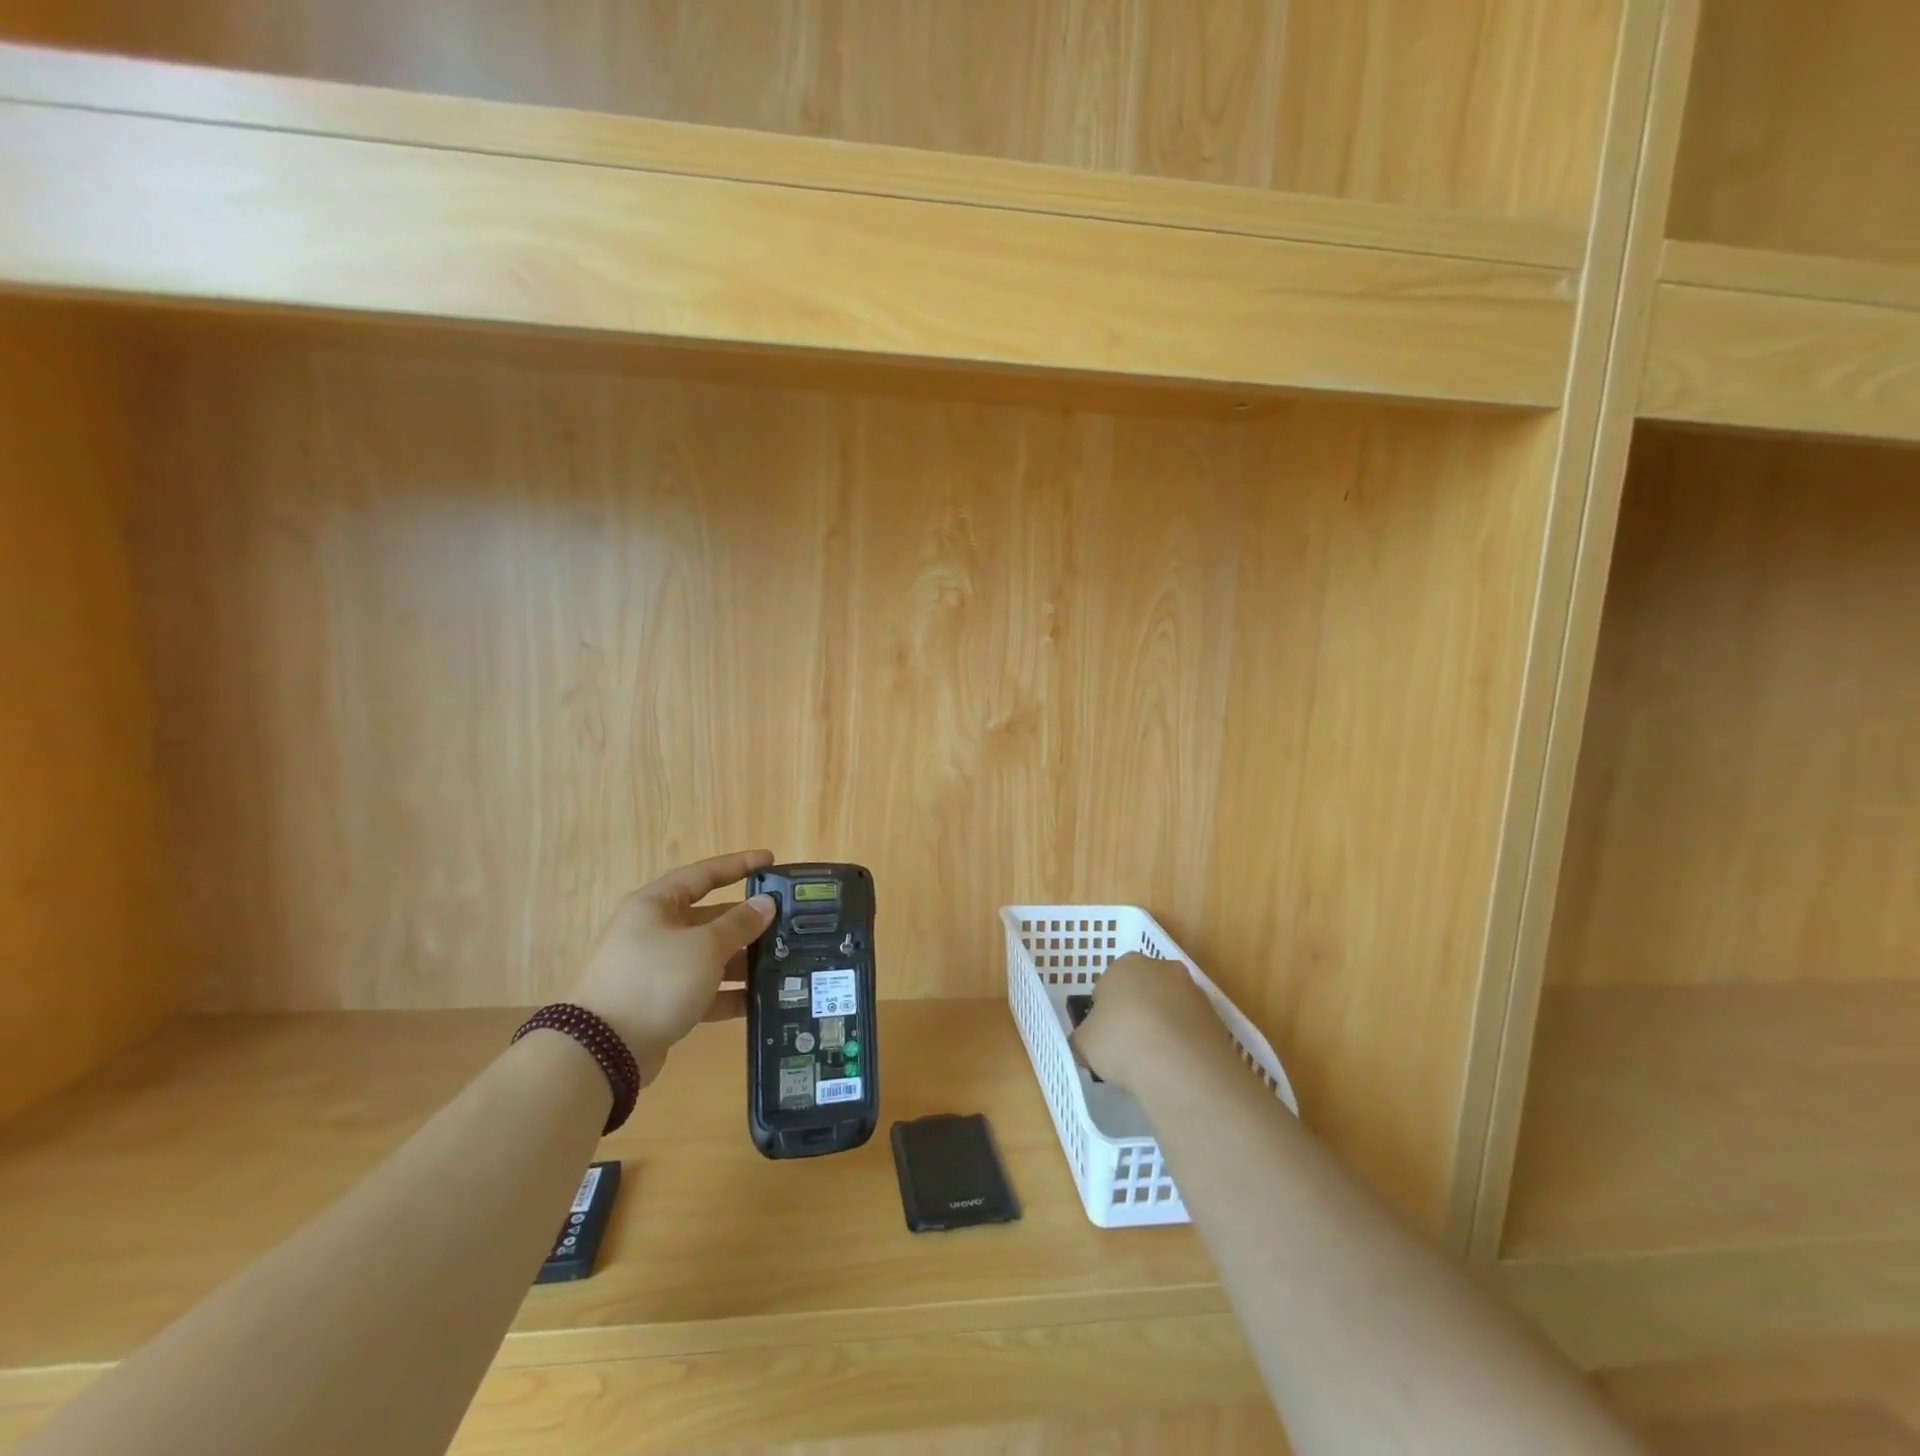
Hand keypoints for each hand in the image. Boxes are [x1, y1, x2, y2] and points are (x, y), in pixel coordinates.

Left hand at [568, 850, 777, 1084]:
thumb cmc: (654, 981)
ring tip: (782, 963)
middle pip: (709, 917)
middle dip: (747, 921)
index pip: (704, 874)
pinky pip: (703, 991)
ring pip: (709, 956)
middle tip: (786, 923)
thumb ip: (739, 924)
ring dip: (742, 960)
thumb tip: (766, 904)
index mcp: (657, 905)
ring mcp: (657, 970)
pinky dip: (728, 994)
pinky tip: (759, 1000)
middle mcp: (655, 932)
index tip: (771, 861)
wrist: (601, 1051)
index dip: (739, 865)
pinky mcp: (661, 1004)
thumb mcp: (704, 947)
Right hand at [1073, 952, 1225, 1090]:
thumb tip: (1087, 1043)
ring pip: (1170, 1007)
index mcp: (1125, 964)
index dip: (1105, 1011)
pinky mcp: (1215, 1017)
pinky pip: (1190, 1028)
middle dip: (1136, 1012)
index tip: (1104, 1035)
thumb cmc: (1121, 1042)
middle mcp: (1161, 968)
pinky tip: (1176, 1067)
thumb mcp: (1084, 1043)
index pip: (1109, 983)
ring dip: (1163, 1027)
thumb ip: (1083, 1037)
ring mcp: (1192, 991)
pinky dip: (1183, 1043)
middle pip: (1143, 990)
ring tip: (1154, 1062)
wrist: (1179, 1065)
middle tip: (1127, 1046)